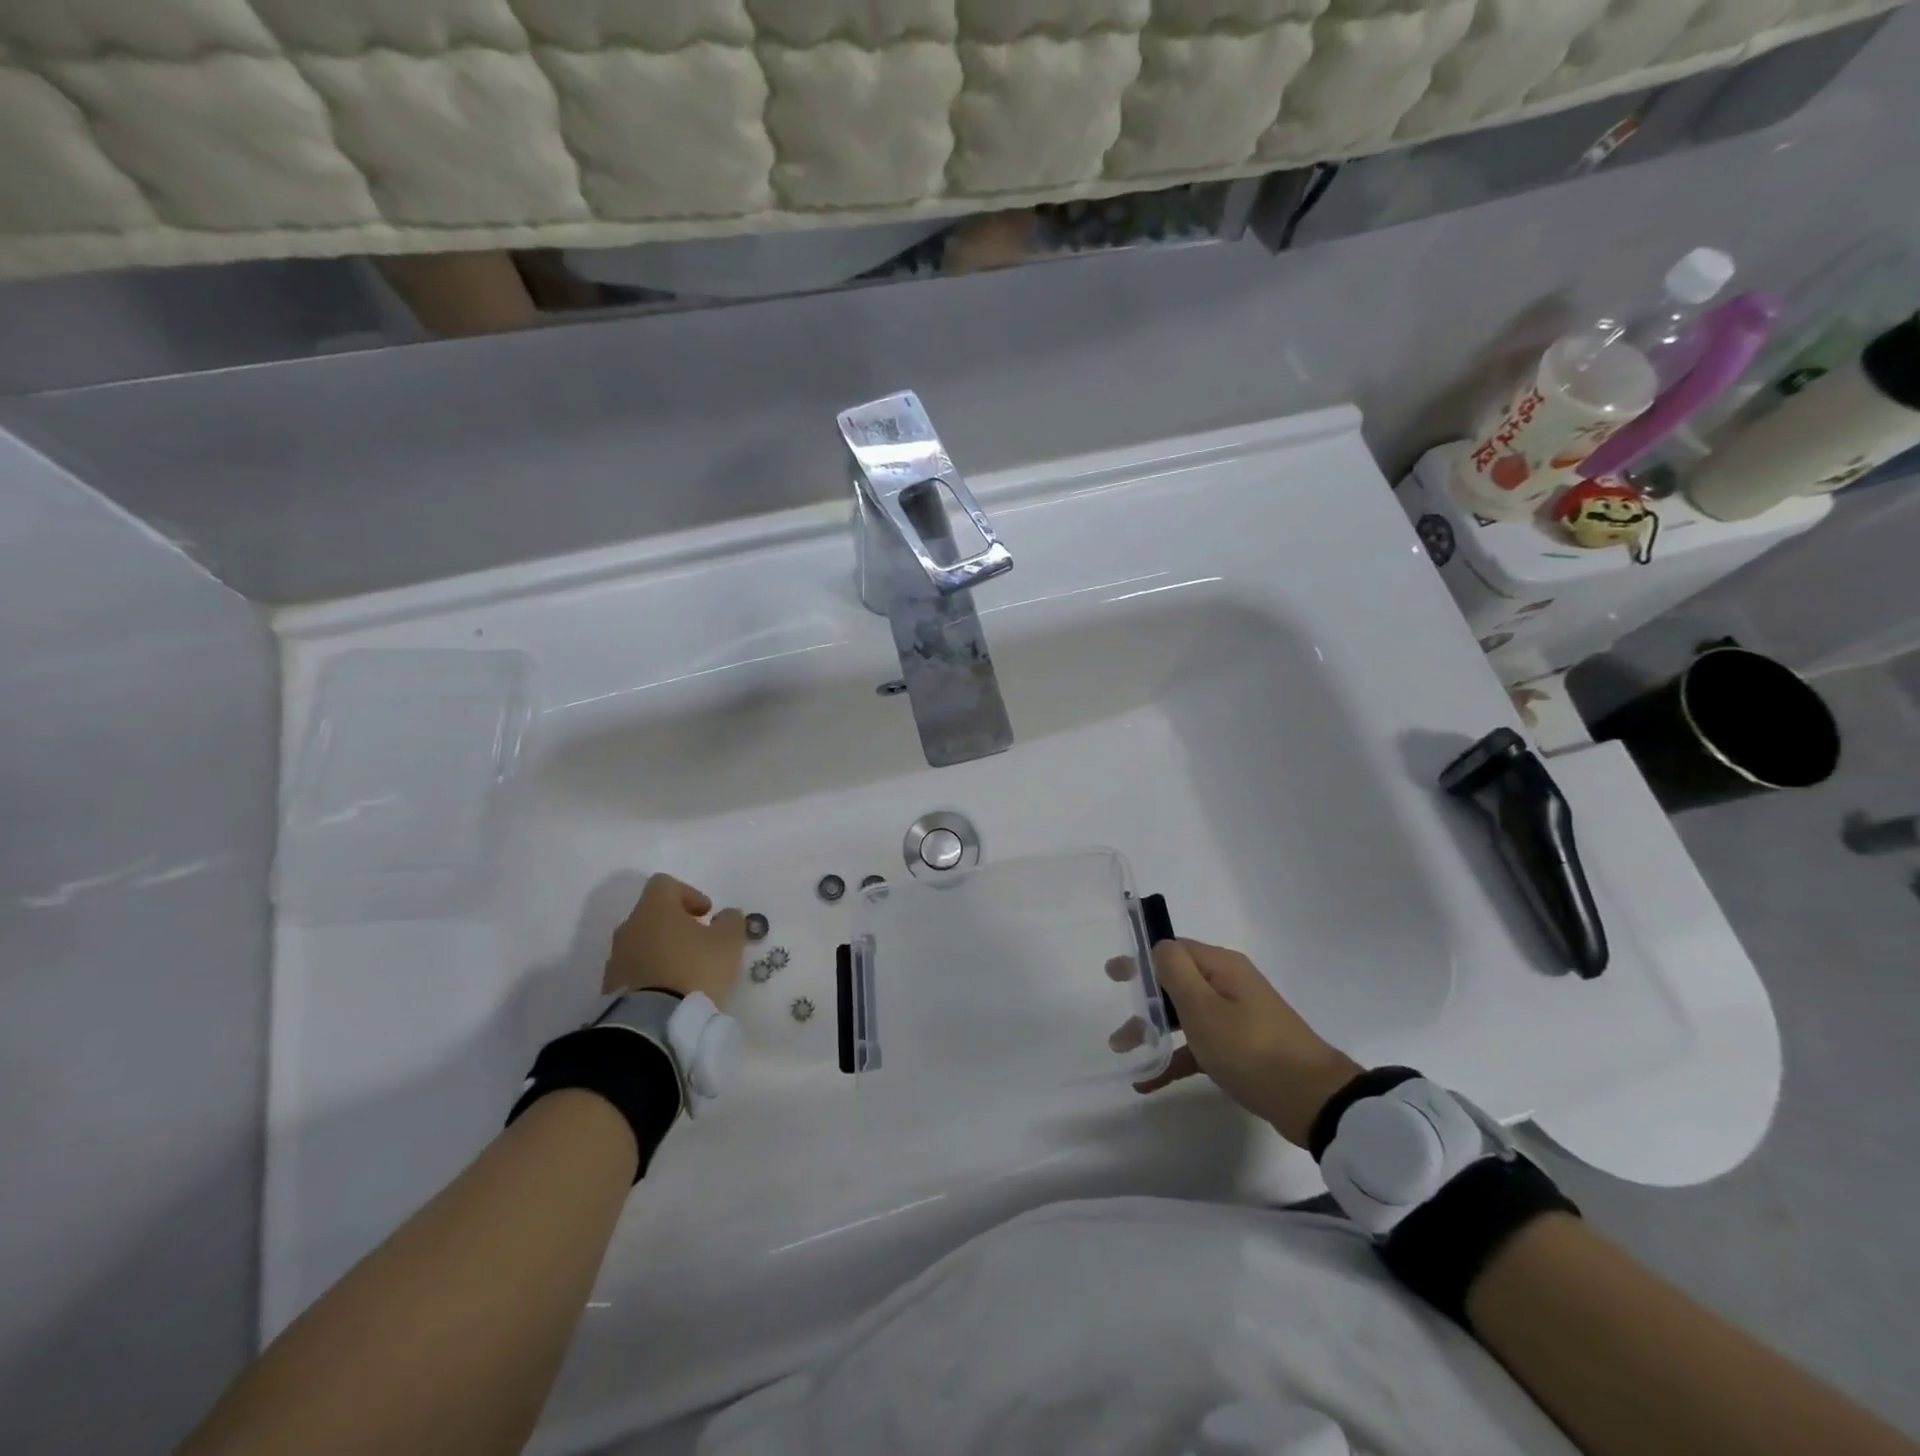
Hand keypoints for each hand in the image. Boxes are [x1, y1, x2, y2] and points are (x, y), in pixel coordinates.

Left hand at [603, 874, 747, 1007]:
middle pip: (652, 914)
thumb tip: (726, 915)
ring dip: (663, 950)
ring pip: (642, 943)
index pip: (665, 884)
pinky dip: (652, 974)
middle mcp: (629, 928)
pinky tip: (670, 990)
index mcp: (654, 909)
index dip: (689, 893)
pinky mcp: (611, 988)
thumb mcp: (728, 941)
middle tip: (700, 942)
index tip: (707, 914)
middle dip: (677, 924)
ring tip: (686, 971)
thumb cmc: (694, 969)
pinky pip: (634, 971)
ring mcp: (615, 959)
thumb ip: (732, 921)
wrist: (653, 1024)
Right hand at [1129, 939, 1361, 1147]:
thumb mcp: (1204, 1008)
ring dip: (1154, 1033)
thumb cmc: (1251, 1048)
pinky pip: (1200, 1045)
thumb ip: (1175, 972)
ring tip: (1125, 1054)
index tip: (1112, 975)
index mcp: (1221, 967)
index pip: (1172, 950)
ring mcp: (1237, 1017)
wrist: (1313, 1101)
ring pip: (1185, 1017)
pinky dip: (1175, 1057)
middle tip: (1116, 1024)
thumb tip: (1159, 946)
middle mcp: (1228, 985)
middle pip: (1175, 984)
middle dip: (1143, 1004)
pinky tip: (1149, 1081)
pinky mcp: (1242, 1048)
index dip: (1140, 960)